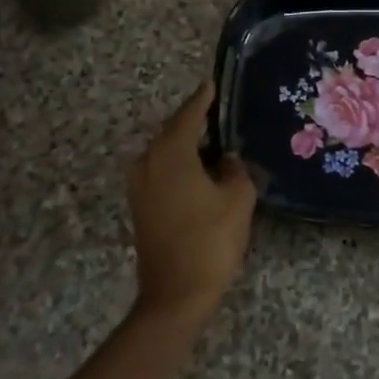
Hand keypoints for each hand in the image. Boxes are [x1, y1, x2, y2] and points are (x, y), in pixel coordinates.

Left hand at [127, 81, 256, 324]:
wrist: (176, 295)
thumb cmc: (210, 240)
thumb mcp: (238, 198)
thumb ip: (235, 169)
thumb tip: (227, 159)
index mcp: (170, 153)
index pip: (189, 114)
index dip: (204, 98)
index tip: (213, 83)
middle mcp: (148, 162)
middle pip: (175, 131)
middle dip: (197, 121)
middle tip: (223, 112)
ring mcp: (140, 185)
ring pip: (167, 153)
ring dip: (190, 146)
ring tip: (218, 141)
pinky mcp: (141, 206)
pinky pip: (163, 171)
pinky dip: (182, 164)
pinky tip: (204, 169)